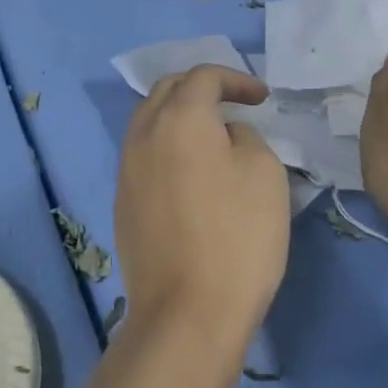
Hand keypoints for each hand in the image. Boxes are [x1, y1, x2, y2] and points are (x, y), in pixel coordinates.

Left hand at [114, 65, 288, 347]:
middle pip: (167, 91)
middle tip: (232, 105)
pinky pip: (143, 155)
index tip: (261, 98)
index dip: (236, 79)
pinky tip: (190, 172)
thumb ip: (245, 137)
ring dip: (179, 117)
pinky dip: (167, 147)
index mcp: (179, 118)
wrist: (187, 311)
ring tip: (211, 135)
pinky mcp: (122, 202)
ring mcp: (126, 169)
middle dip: (200, 88)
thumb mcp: (264, 173)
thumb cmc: (238, 236)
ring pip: (149, 122)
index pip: (203, 77)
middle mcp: (143, 134)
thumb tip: (224, 136)